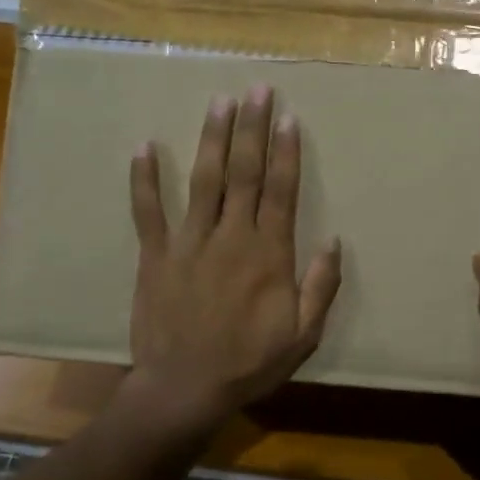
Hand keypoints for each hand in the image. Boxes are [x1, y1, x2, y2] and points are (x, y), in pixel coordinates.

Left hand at [126, 85, 341, 438]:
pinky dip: (144, 179)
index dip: (286, 151)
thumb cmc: (248, 363)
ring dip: (212, 138)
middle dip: (252, 128)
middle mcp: (231, 236)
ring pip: (204, 180)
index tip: (289, 117)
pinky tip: (144, 147)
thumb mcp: (303, 335)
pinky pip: (148, 211)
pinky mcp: (155, 255)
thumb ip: (320, 286)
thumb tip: (334, 240)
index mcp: (268, 253)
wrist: (184, 389)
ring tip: (219, 102)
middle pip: (245, 172)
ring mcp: (189, 242)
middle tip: (257, 90)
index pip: (281, 190)